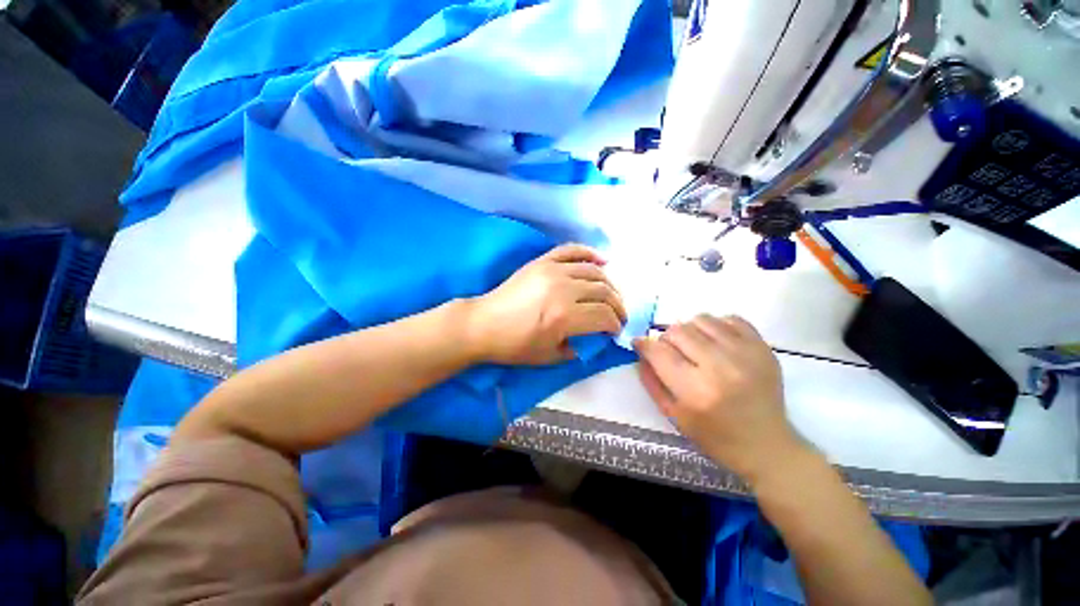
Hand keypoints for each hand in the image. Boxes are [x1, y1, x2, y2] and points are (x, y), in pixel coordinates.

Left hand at [467, 244, 627, 364]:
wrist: (484, 324)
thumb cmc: (515, 345)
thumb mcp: (551, 357)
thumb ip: (580, 347)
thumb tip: (598, 336)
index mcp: (565, 316)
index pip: (604, 316)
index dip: (615, 324)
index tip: (615, 331)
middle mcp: (563, 289)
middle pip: (604, 292)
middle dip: (618, 306)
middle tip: (617, 315)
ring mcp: (552, 270)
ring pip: (594, 271)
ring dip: (609, 284)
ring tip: (610, 295)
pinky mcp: (543, 261)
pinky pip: (572, 250)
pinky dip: (590, 253)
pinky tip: (602, 261)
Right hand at [634, 314, 805, 485]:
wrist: (767, 445)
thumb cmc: (715, 436)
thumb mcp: (674, 416)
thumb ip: (652, 381)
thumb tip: (641, 352)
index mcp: (695, 391)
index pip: (658, 352)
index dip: (643, 344)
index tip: (640, 344)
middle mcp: (720, 367)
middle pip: (678, 331)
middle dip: (666, 338)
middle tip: (670, 350)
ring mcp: (745, 354)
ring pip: (702, 319)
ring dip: (690, 329)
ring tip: (694, 345)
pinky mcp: (763, 348)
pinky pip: (730, 318)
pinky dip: (716, 325)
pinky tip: (716, 341)